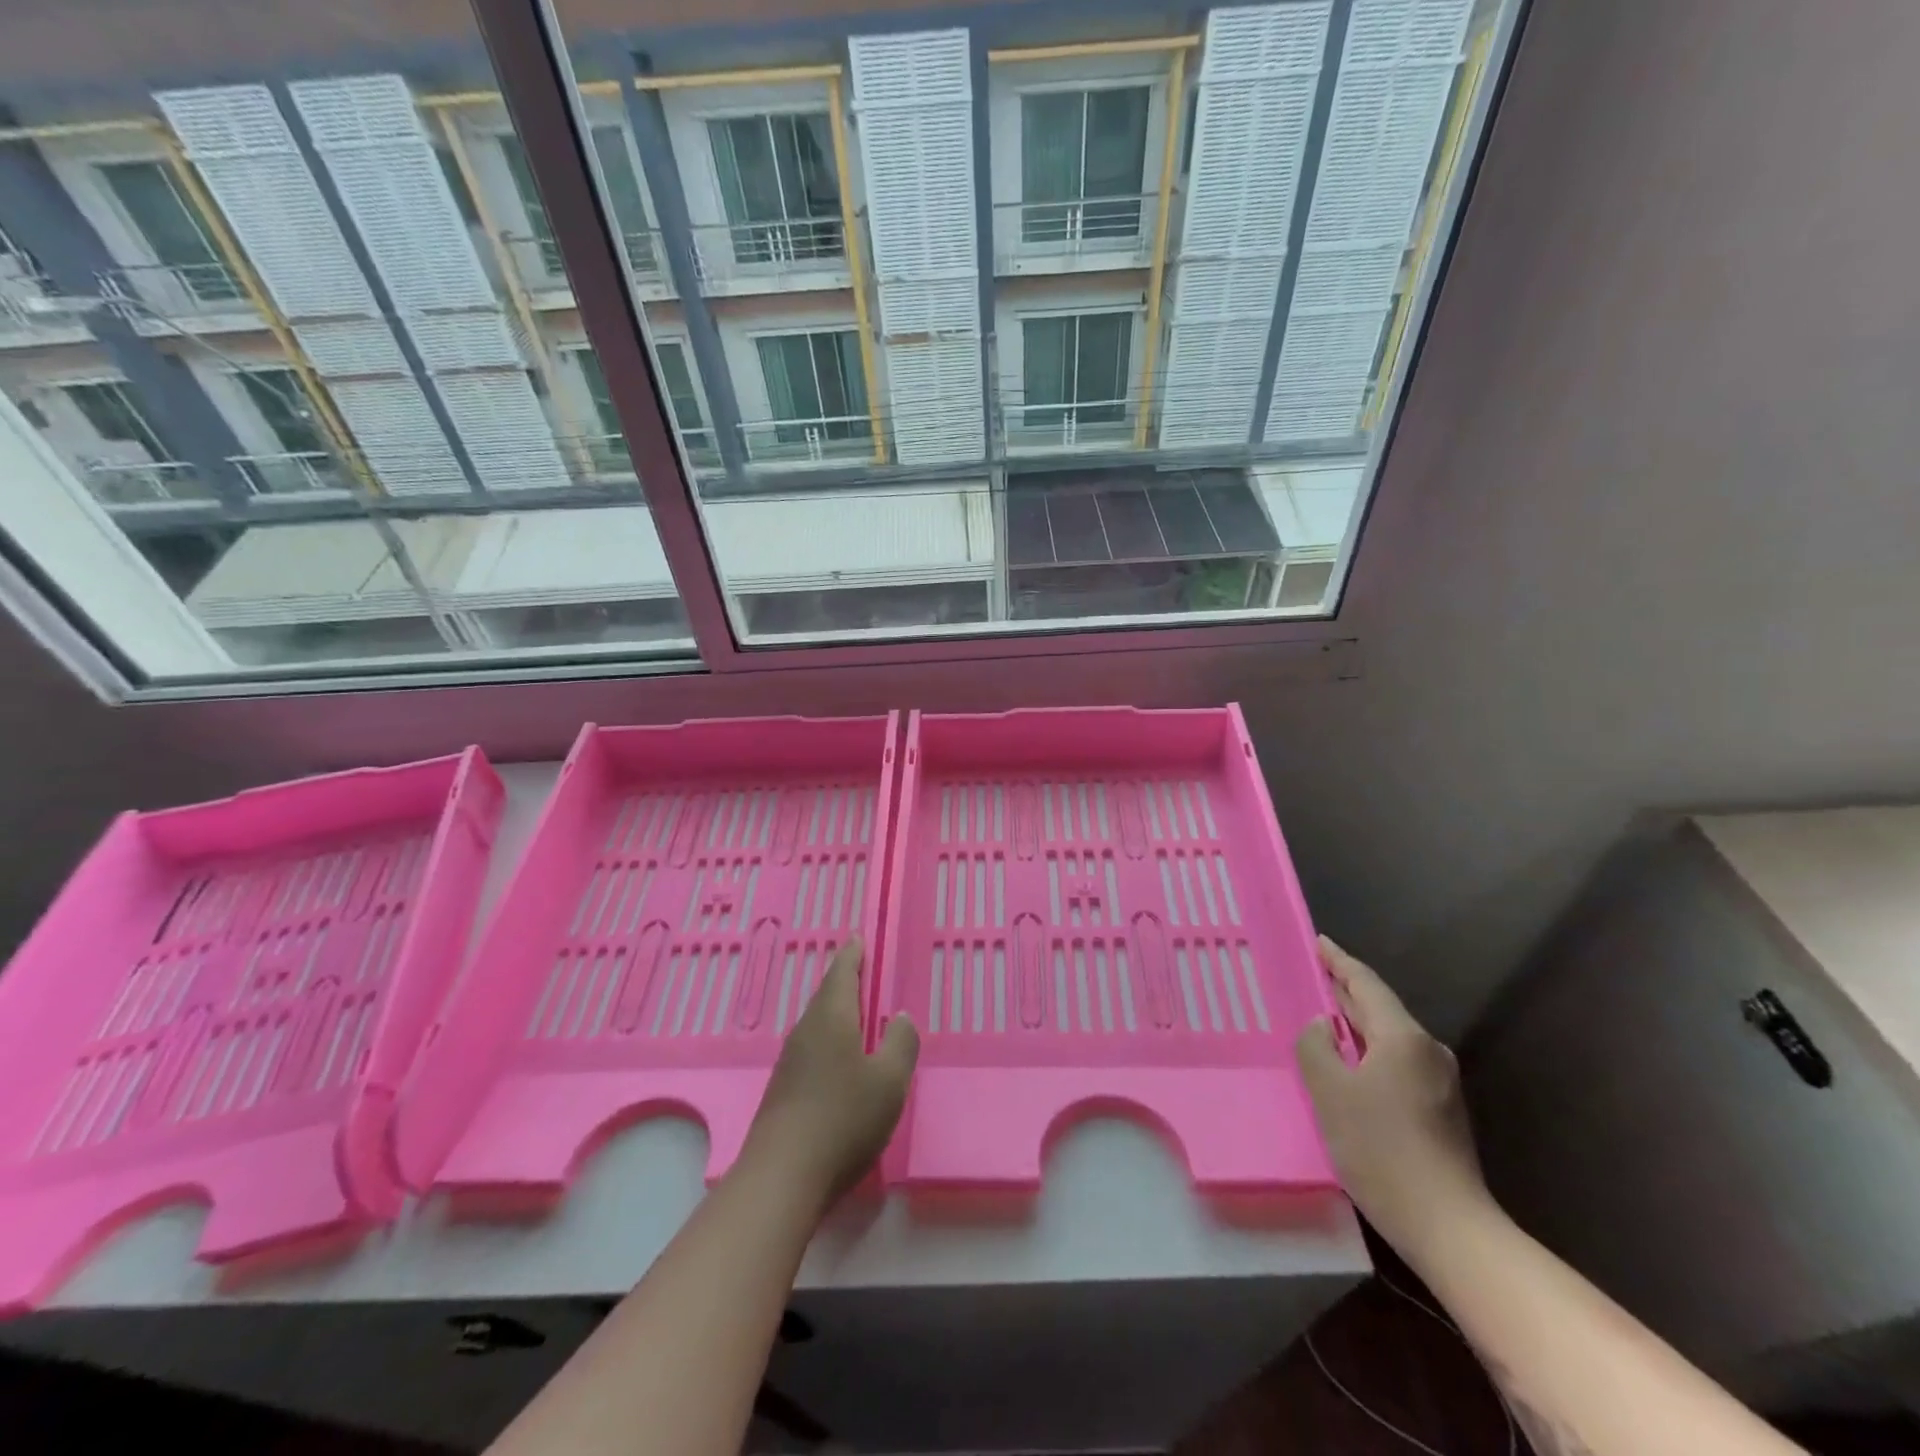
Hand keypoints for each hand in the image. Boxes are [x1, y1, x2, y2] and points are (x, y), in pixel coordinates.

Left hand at [742, 937, 918, 1206]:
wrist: (782, 1177)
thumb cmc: (843, 1119)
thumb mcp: (889, 1082)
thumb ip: (900, 1044)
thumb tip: (900, 1017)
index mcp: (831, 1019)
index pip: (841, 974)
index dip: (852, 955)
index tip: (857, 938)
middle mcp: (806, 1032)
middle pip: (825, 997)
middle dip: (842, 981)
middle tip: (858, 969)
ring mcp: (789, 1062)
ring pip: (816, 1023)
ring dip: (834, 1012)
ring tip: (853, 1011)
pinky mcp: (782, 1090)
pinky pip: (810, 1048)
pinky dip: (827, 1039)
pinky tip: (836, 1058)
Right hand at [1296, 936, 1491, 1252]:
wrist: (1448, 1227)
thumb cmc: (1381, 1149)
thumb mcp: (1330, 1092)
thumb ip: (1316, 1046)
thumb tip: (1321, 1027)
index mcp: (1404, 1037)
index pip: (1365, 984)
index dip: (1338, 961)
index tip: (1318, 942)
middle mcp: (1428, 1051)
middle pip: (1379, 1009)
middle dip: (1345, 991)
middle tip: (1313, 975)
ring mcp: (1439, 1082)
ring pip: (1388, 1038)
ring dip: (1355, 1025)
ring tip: (1322, 1018)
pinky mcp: (1440, 1111)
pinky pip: (1396, 1063)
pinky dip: (1368, 1052)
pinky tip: (1348, 1066)